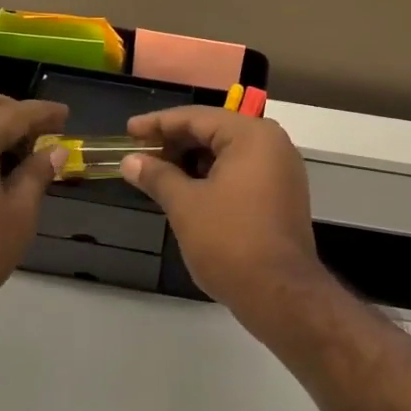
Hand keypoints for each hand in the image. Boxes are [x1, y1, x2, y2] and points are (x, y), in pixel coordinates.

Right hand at [119, 107, 329, 317]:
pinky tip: (186, 191)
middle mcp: (272, 145)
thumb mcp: (185, 205)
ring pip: (228, 154)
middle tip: (139, 154)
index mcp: (251, 136)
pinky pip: (241, 173)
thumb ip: (157, 176)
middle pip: (215, 132)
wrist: (279, 293)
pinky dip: (212, 177)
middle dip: (175, 143)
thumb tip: (130, 161)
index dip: (158, 123)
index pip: (197, 117)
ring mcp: (281, 171)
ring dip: (192, 161)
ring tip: (157, 174)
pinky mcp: (281, 196)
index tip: (129, 131)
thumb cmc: (229, 240)